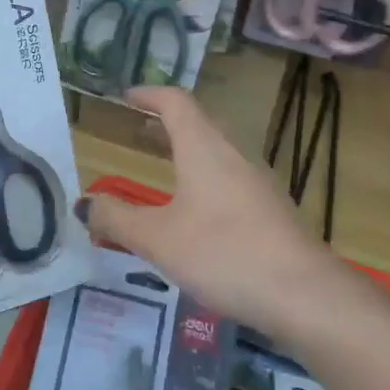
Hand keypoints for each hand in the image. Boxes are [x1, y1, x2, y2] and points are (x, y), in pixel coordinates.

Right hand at [79, 86, 349, 336]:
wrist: (305, 295)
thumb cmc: (224, 254)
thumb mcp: (158, 239)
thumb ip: (117, 219)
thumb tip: (83, 204)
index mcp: (205, 149)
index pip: (176, 103)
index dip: (149, 94)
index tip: (126, 96)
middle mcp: (234, 156)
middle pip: (200, 123)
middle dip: (167, 122)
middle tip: (138, 130)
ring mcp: (258, 183)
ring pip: (217, 152)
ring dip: (188, 150)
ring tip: (163, 166)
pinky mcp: (271, 210)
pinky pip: (230, 178)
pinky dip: (204, 177)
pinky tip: (196, 210)